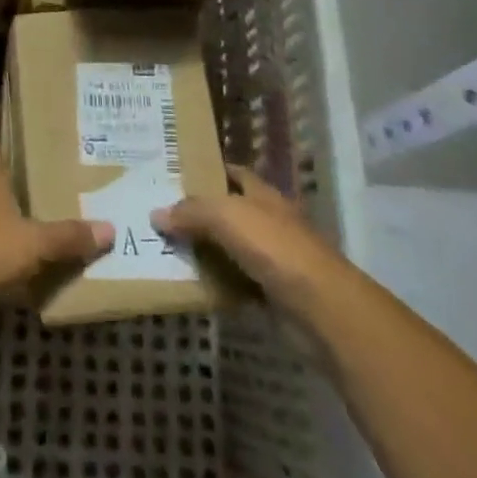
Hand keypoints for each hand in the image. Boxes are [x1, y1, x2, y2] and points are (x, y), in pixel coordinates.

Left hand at [0, 93, 110, 320]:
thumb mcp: (35, 243)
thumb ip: (69, 236)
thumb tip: (110, 228)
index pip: (1, 156)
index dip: (19, 157)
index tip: (43, 161)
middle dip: (21, 197)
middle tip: (55, 200)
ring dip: (11, 230)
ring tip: (45, 237)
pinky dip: (1, 259)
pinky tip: (22, 272)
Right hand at [152, 165, 348, 323]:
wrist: (320, 308)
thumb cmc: (275, 247)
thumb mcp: (227, 216)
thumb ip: (191, 212)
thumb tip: (156, 213)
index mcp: (263, 195)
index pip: (234, 173)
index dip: (209, 170)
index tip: (176, 174)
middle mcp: (269, 221)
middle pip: (229, 211)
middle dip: (199, 213)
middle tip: (160, 214)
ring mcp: (272, 259)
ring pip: (230, 249)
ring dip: (205, 251)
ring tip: (164, 249)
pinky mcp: (271, 294)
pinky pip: (235, 284)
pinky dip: (217, 285)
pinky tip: (190, 285)